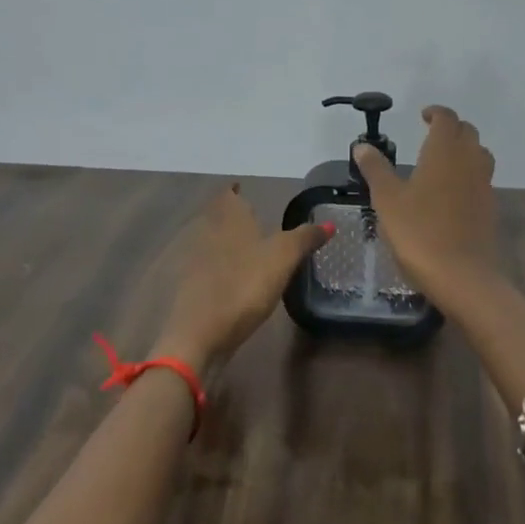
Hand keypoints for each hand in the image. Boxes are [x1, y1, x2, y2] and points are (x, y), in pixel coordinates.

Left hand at [156, 184, 331, 369]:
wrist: (199, 335)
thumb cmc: (243, 286)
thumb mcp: (282, 258)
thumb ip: (305, 238)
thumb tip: (330, 223)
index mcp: (229, 220)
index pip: (228, 195)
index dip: (234, 191)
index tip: (242, 189)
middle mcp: (209, 235)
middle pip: (218, 217)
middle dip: (232, 215)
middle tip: (251, 216)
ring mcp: (197, 263)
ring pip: (213, 242)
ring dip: (227, 241)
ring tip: (248, 246)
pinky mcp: (194, 290)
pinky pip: (209, 268)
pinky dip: (222, 267)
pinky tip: (236, 278)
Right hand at [350, 106, 500, 305]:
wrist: (462, 276)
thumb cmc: (419, 232)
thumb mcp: (387, 199)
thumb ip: (376, 169)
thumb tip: (362, 146)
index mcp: (444, 151)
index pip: (447, 119)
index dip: (436, 113)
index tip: (423, 116)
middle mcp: (469, 161)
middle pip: (467, 132)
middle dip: (451, 128)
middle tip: (430, 135)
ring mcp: (484, 184)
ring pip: (479, 154)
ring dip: (464, 149)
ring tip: (443, 161)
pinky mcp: (489, 208)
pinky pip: (482, 179)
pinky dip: (469, 174)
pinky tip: (452, 192)